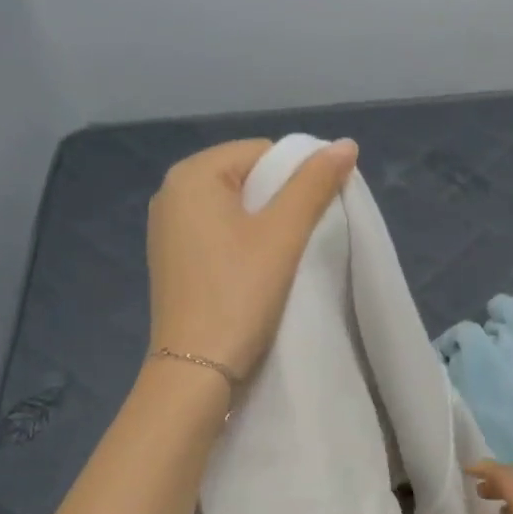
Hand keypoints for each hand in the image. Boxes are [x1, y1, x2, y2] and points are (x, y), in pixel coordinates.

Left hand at [146, 137, 359, 382]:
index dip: (299, 176)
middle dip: (281, 202)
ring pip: (232, 211)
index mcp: (192, 175)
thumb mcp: (283, 235)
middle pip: (245, 179)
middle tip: (306, 239)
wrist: (196, 369)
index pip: (261, 152)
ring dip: (264, 227)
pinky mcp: (172, 263)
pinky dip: (242, 247)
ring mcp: (167, 231)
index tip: (319, 215)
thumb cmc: (240, 294)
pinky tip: (257, 274)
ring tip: (285, 259)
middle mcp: (171, 194)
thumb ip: (314, 185)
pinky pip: (217, 237)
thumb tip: (346, 144)